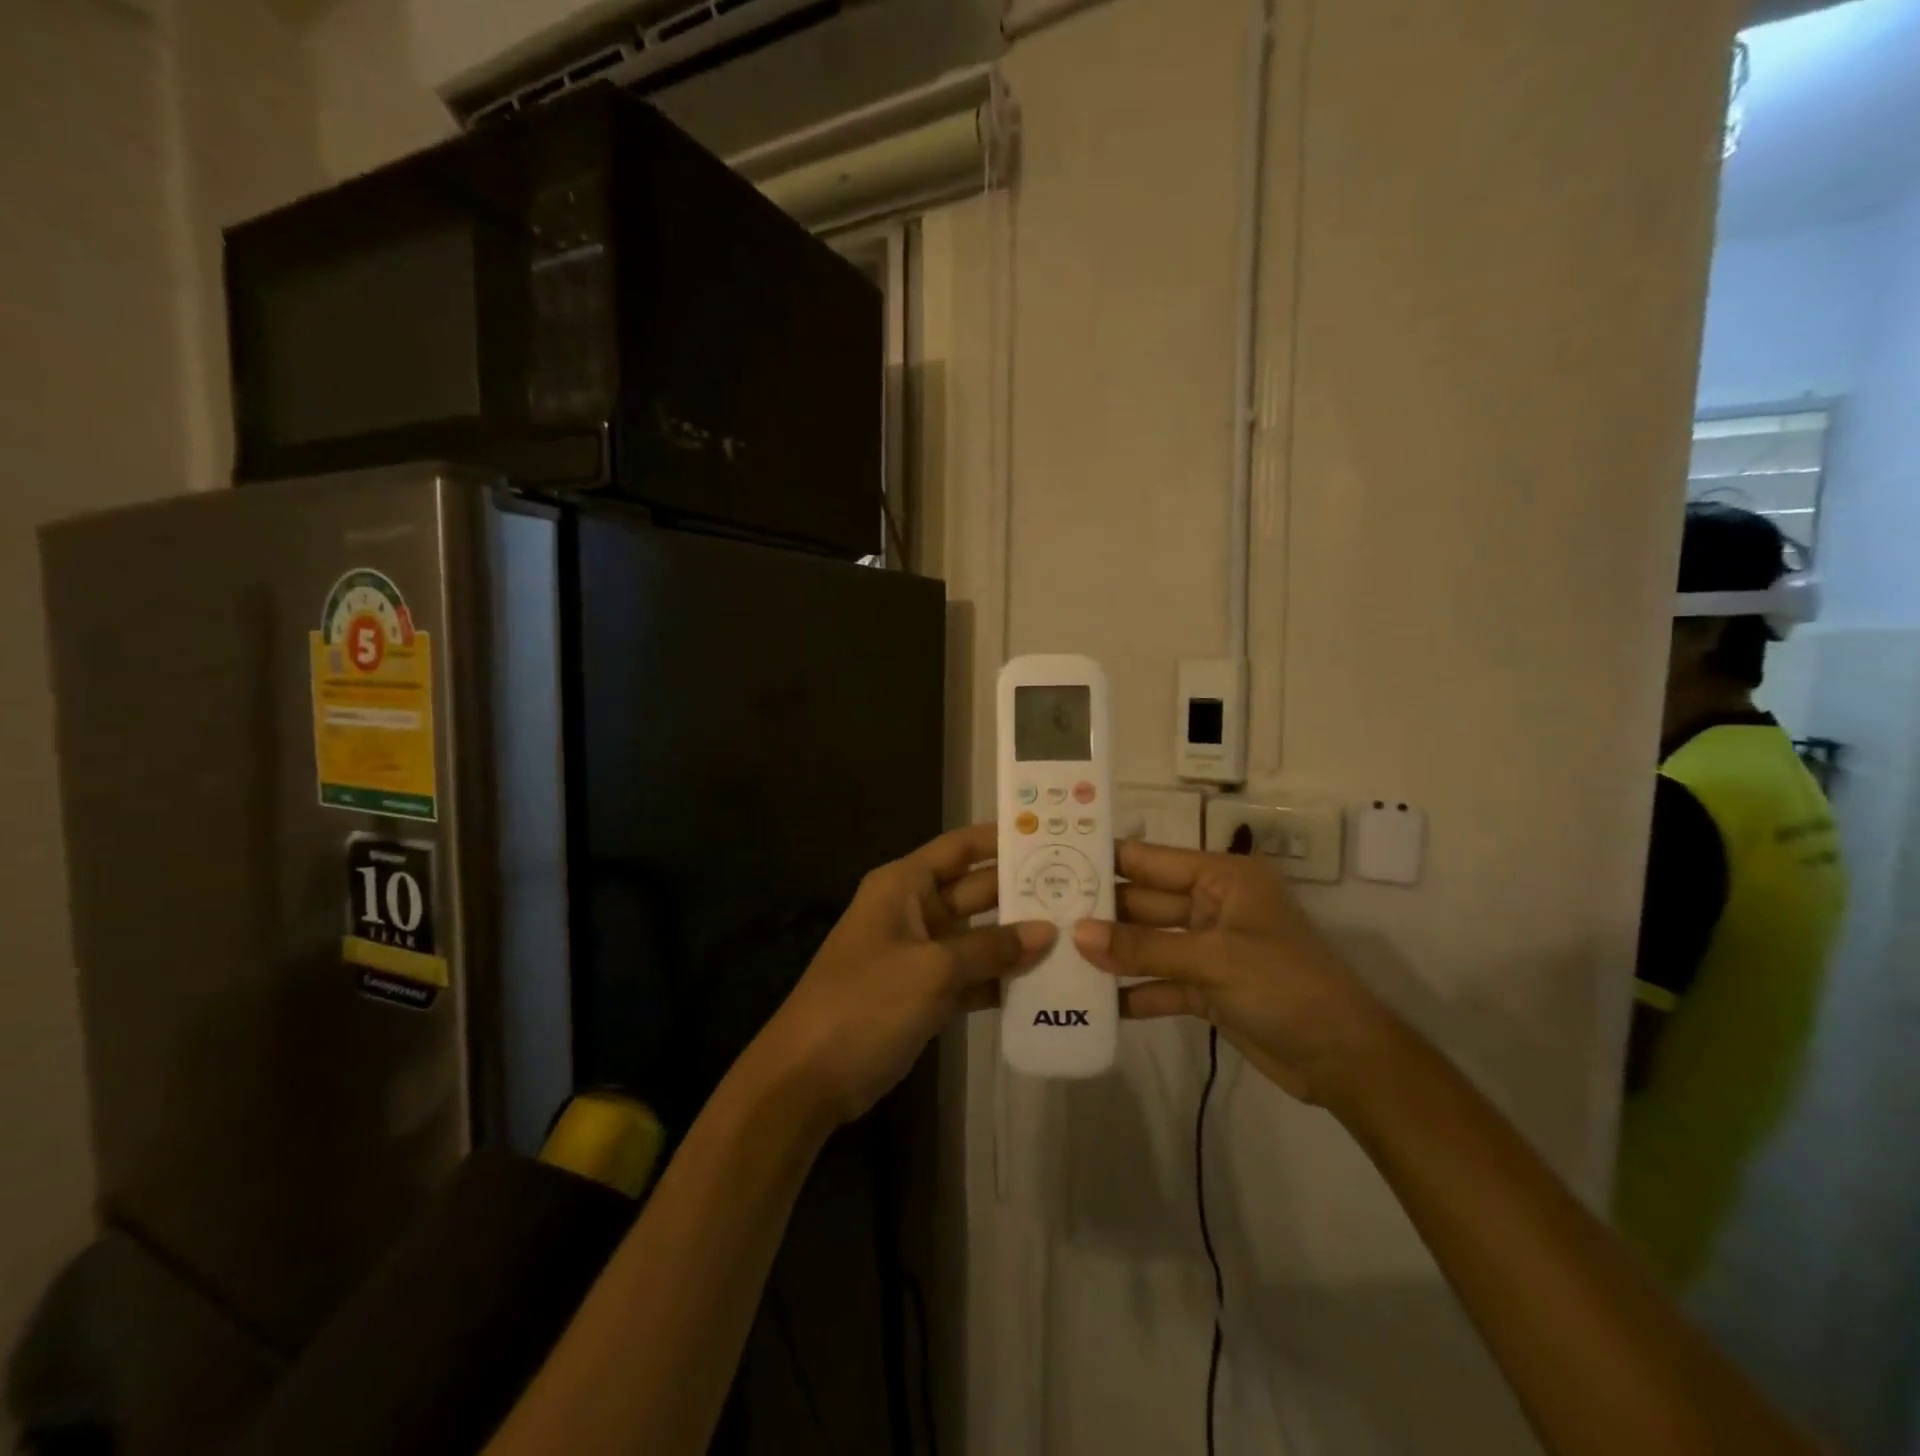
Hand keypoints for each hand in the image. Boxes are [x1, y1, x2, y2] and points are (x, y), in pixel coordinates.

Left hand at [757, 823, 1053, 1126]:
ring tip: (1076, 935)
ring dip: (1017, 940)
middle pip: (976, 891)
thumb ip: (991, 948)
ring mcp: (920, 954)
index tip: (1052, 835)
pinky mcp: (925, 993)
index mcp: (904, 886)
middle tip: (1082, 890)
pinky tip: (1045, 984)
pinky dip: (1000, 979)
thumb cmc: (865, 1003)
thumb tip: (1046, 931)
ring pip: (978, 936)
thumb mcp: (932, 969)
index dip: (1001, 839)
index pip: (960, 848)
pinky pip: (971, 975)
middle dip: (1021, 892)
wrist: (808, 1077)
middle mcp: (913, 911)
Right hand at [1072, 841, 1393, 1106]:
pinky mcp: (1208, 989)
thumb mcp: (1213, 961)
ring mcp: (1209, 949)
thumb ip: (1143, 948)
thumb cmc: (1286, 986)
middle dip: (1099, 912)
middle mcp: (1212, 906)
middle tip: (1042, 914)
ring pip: (1148, 944)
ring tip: (1056, 955)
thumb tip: (1077, 934)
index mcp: (1222, 878)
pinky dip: (1133, 992)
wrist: (1345, 1061)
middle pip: (1144, 903)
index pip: (1151, 861)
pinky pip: (1160, 983)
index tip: (1054, 860)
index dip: (1106, 861)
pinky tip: (1092, 1002)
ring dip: (1112, 953)